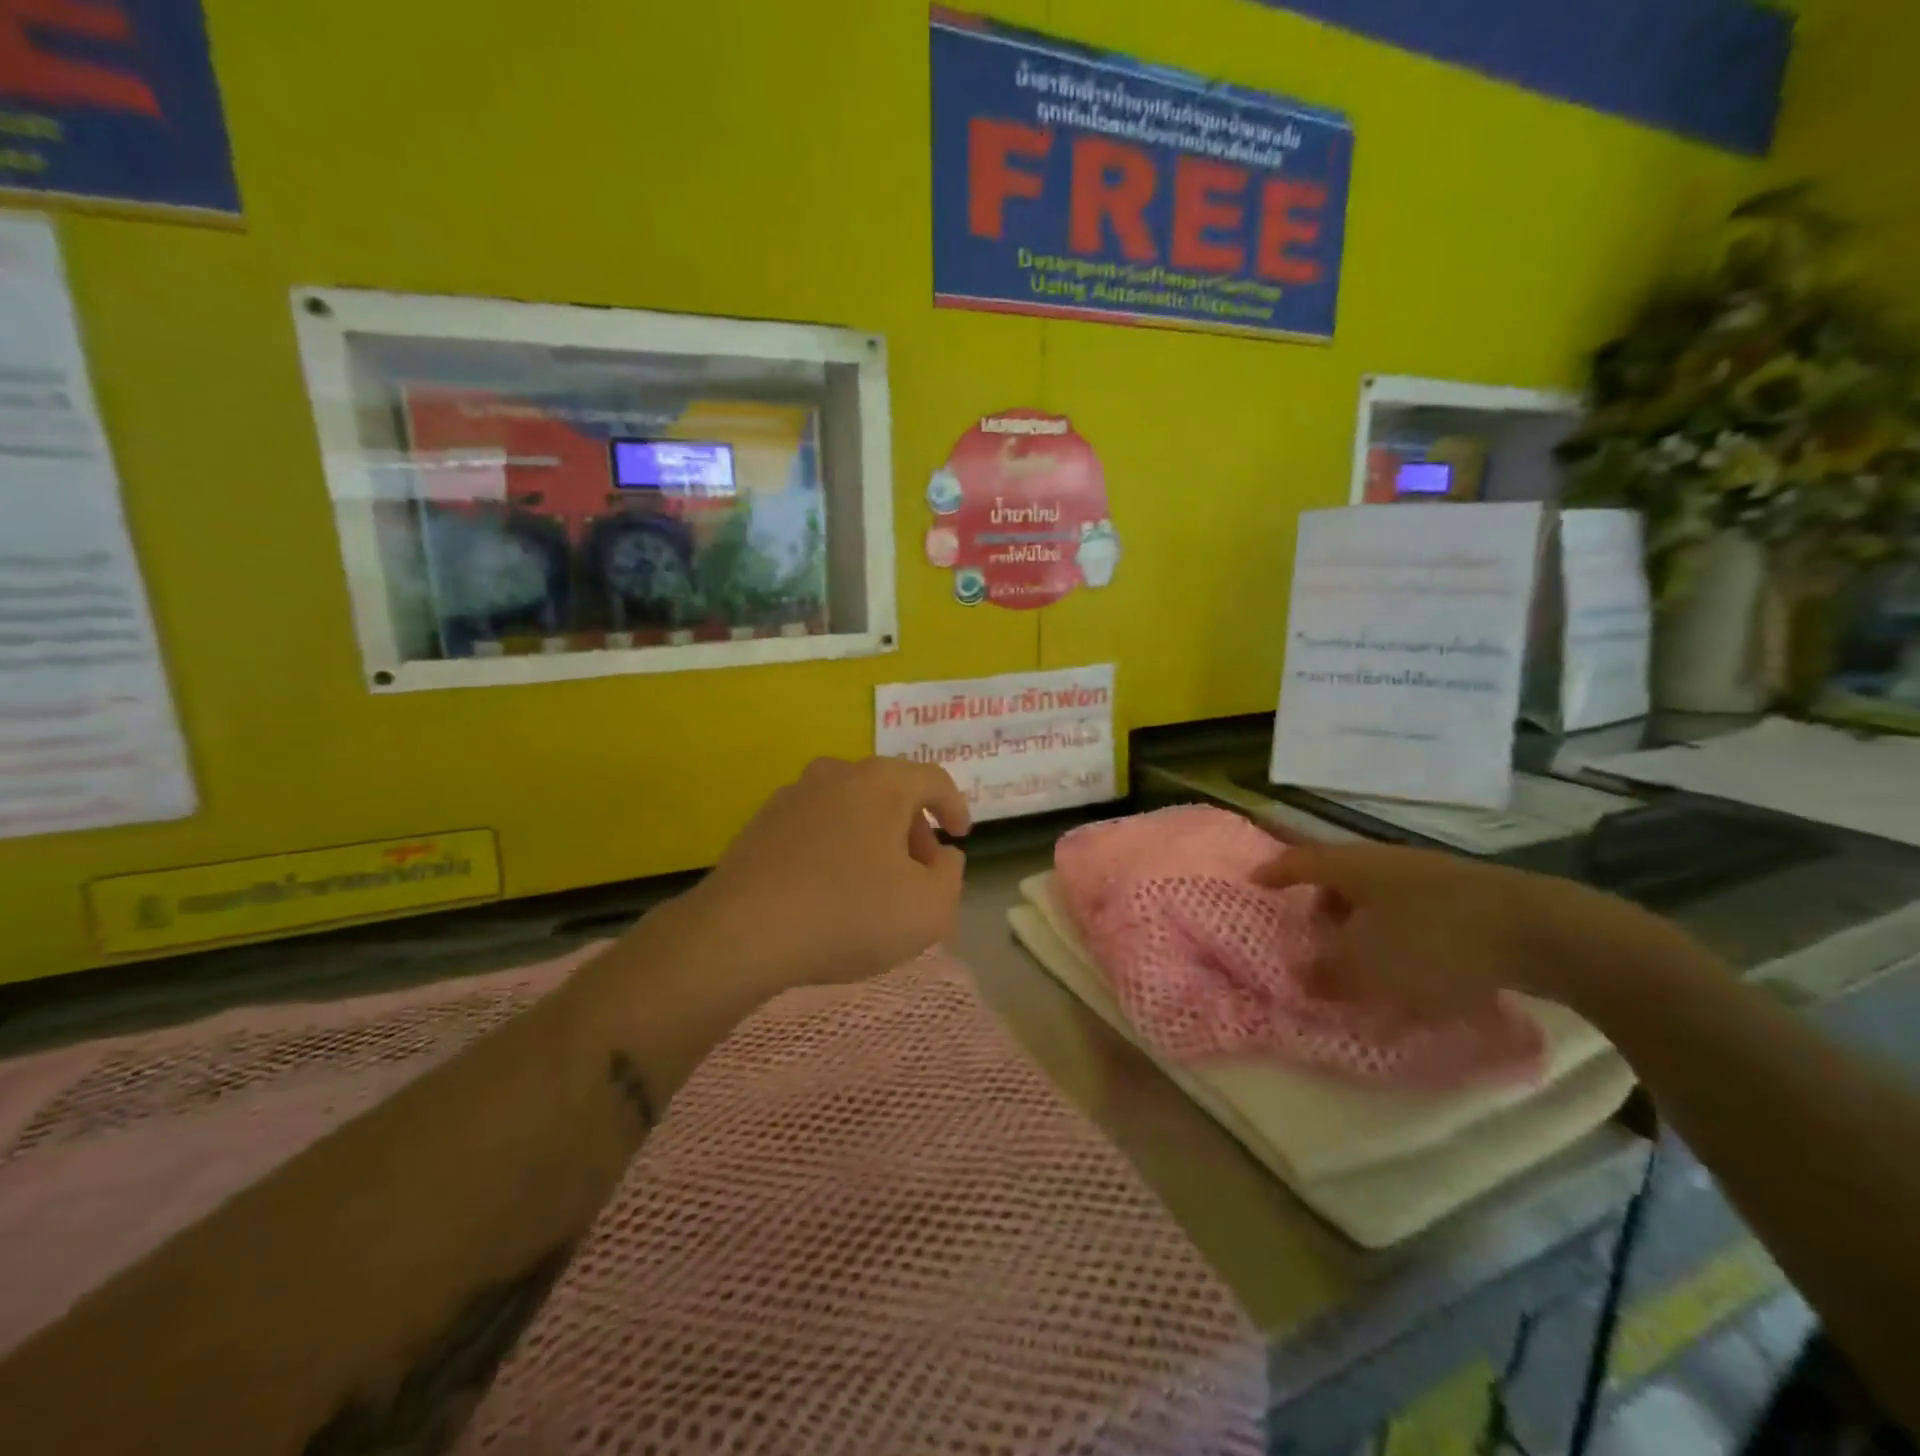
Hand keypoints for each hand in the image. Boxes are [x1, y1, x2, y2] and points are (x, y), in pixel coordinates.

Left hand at [680, 756, 970, 993]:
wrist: (743, 933)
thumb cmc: (849, 914)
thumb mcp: (929, 908)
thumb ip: (951, 875)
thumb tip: (941, 857)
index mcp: (882, 782)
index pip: (933, 780)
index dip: (954, 807)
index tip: (960, 837)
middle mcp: (837, 774)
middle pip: (890, 791)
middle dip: (914, 828)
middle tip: (922, 869)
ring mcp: (793, 795)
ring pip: (851, 807)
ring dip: (874, 836)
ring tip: (878, 881)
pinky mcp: (761, 823)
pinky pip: (817, 826)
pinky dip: (836, 846)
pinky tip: (832, 886)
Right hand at [1255, 834, 1686, 1017]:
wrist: (1545, 931)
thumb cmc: (1437, 942)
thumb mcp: (1372, 968)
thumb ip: (1329, 974)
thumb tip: (1302, 975)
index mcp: (1354, 867)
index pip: (1299, 861)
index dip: (1274, 872)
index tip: (1253, 882)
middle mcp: (1386, 861)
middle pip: (1340, 875)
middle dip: (1320, 901)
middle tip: (1311, 931)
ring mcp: (1430, 874)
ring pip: (1378, 892)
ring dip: (1361, 920)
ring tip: (1363, 956)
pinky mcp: (1468, 895)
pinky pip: (1413, 908)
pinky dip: (1398, 929)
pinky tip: (1413, 965)